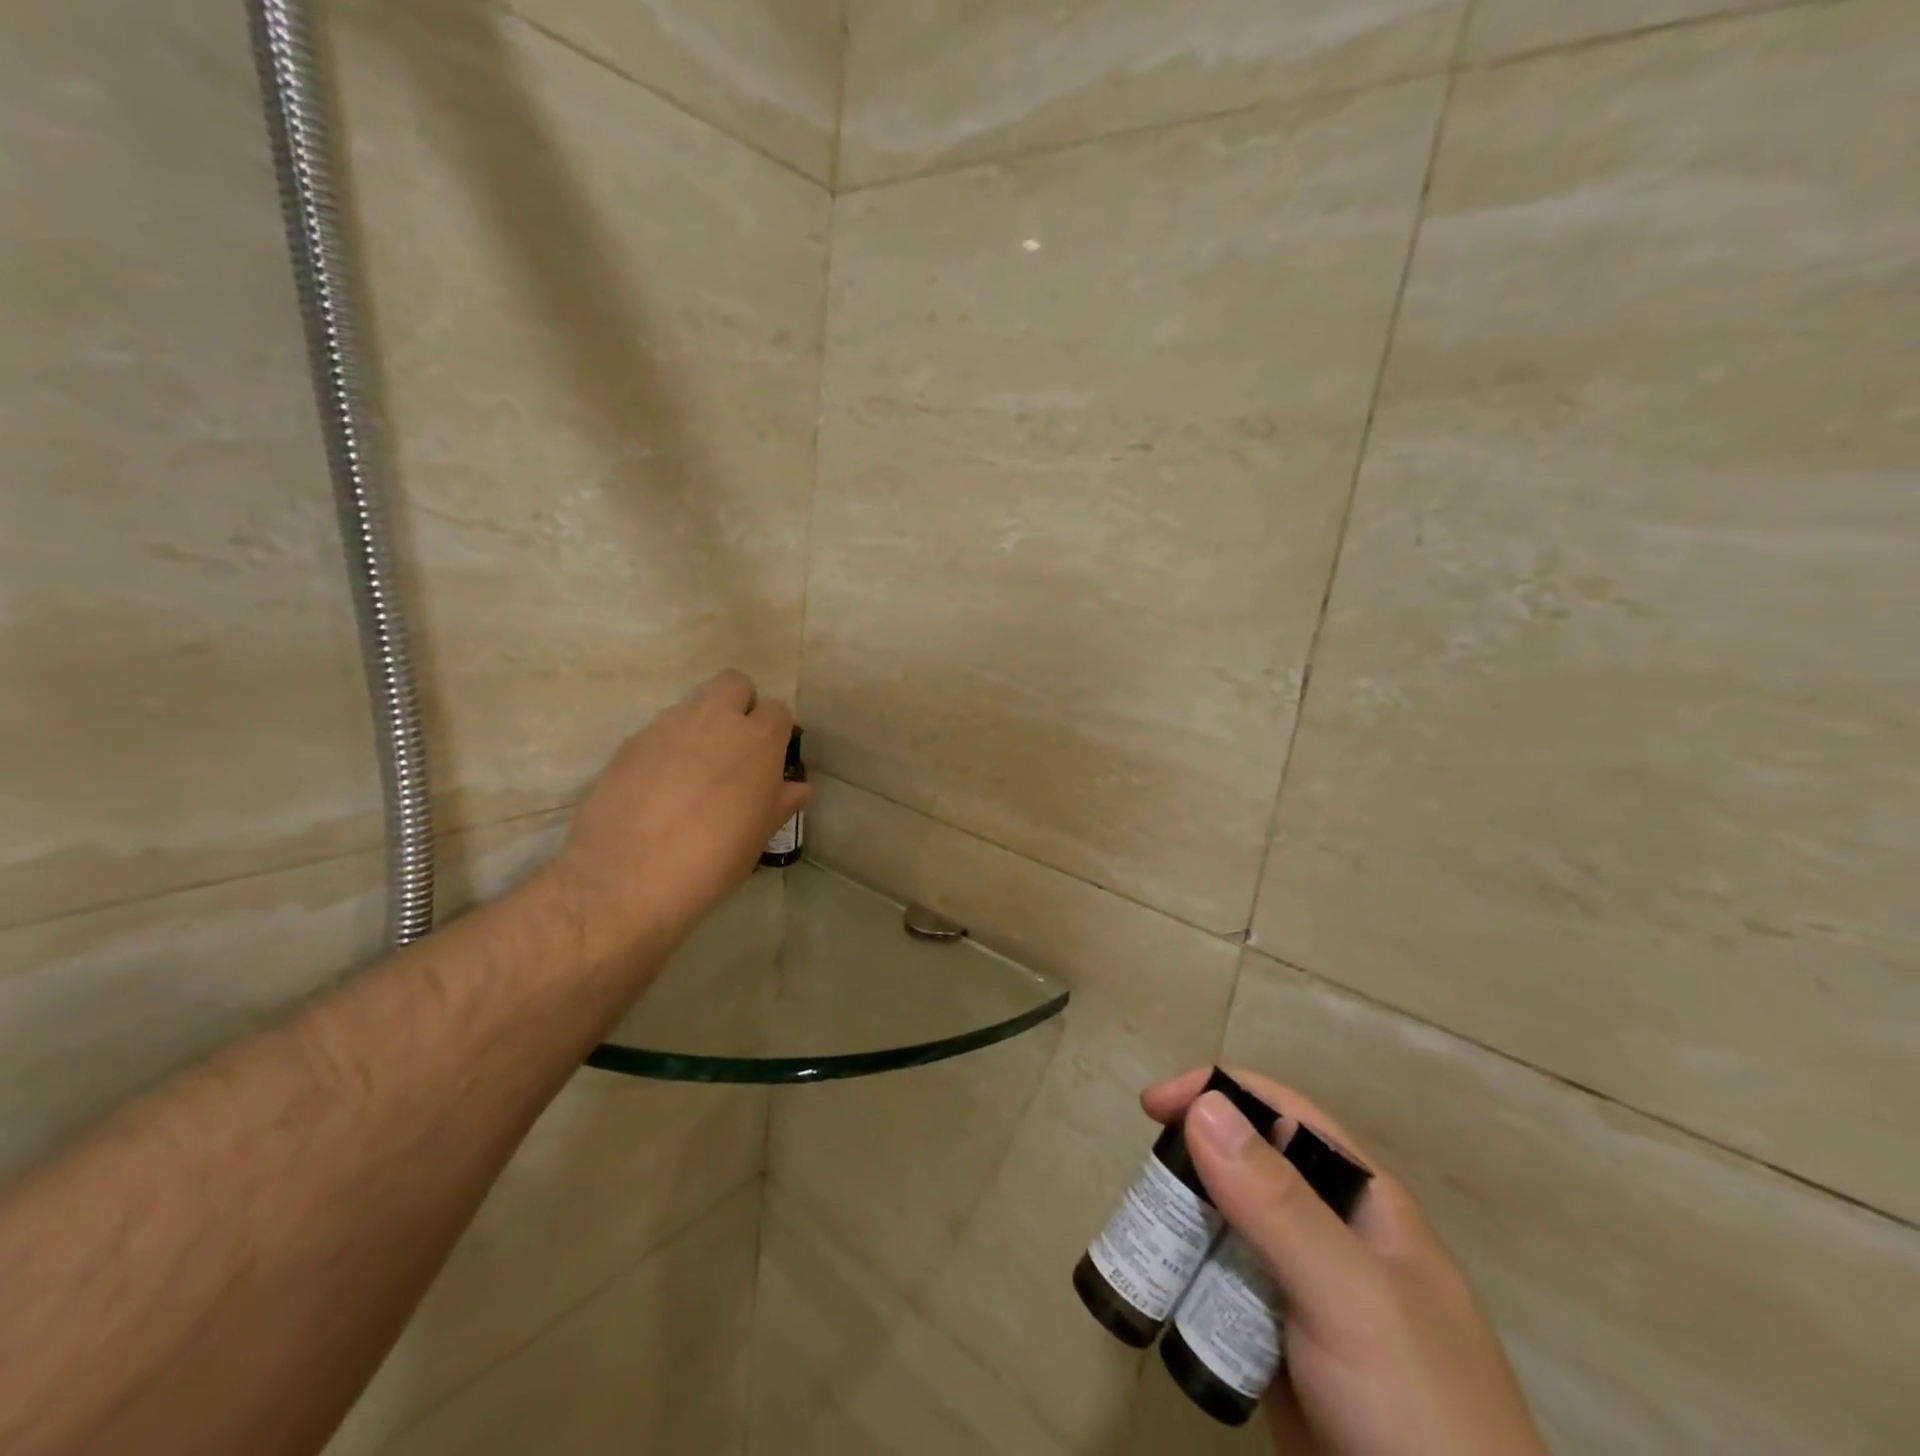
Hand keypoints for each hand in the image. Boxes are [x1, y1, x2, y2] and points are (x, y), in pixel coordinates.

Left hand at [547, 670, 808, 960]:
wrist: (627, 879)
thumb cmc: (712, 860)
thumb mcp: (758, 835)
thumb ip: (780, 802)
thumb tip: (798, 788)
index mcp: (757, 740)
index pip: (777, 710)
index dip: (775, 732)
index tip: (769, 760)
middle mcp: (714, 720)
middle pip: (734, 683)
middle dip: (739, 705)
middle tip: (734, 748)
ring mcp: (667, 727)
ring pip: (693, 705)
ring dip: (700, 727)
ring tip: (692, 773)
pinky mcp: (630, 743)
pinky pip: (658, 732)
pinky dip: (665, 749)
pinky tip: (657, 788)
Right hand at [1144, 1069, 1544, 1455]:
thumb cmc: (1417, 1413)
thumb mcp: (1349, 1297)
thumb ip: (1279, 1204)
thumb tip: (1204, 1105)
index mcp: (1362, 1201)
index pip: (1281, 1114)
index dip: (1217, 1094)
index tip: (1153, 1107)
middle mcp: (1330, 1233)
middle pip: (1246, 1166)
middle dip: (1191, 1164)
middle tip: (1144, 1189)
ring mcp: (1304, 1291)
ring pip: (1228, 1225)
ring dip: (1184, 1223)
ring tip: (1144, 1241)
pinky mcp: (1279, 1343)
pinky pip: (1223, 1286)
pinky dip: (1190, 1278)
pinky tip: (1166, 1291)